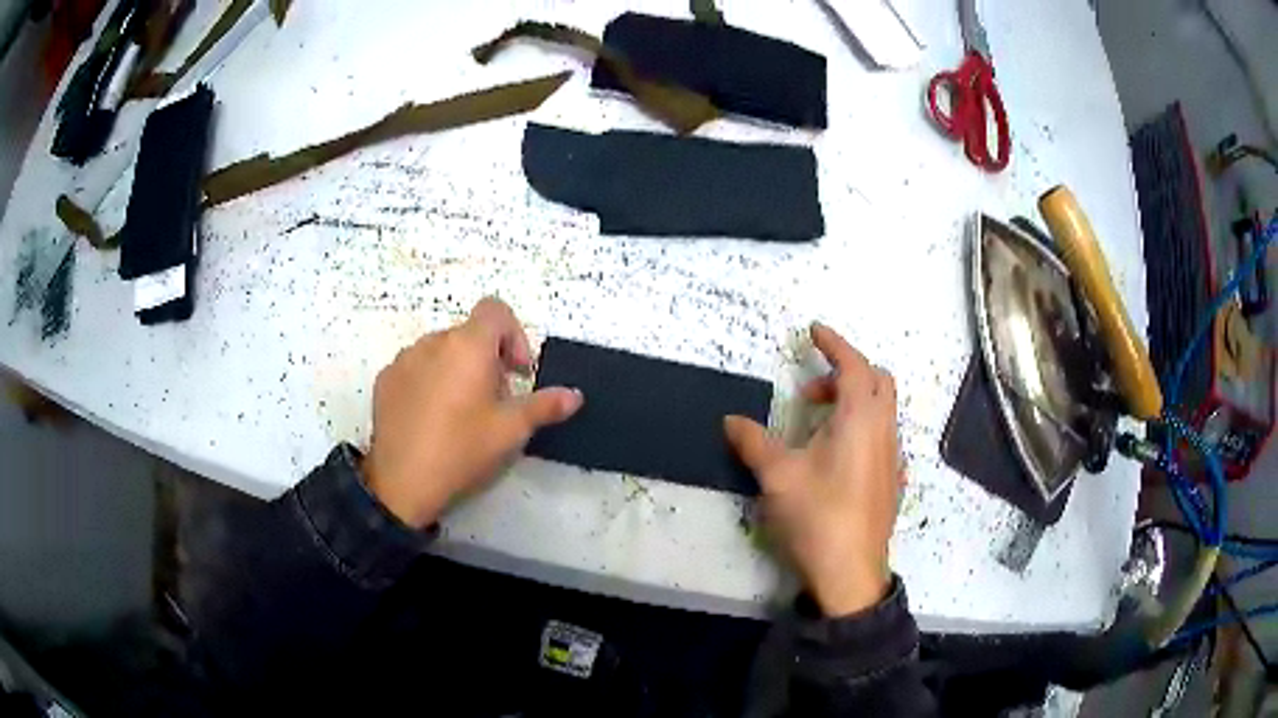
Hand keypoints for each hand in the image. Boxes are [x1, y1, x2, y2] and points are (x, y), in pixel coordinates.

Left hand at [363, 298, 582, 527]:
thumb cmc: (463, 450)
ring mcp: (403, 360)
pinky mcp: (384, 380)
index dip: (514, 335)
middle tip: (494, 401)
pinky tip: (431, 419)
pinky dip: (429, 381)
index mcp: (468, 346)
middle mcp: (433, 342)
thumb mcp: (511, 431)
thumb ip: (545, 406)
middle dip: (488, 359)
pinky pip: (415, 368)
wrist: (402, 483)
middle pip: (469, 334)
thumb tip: (575, 395)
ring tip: (460, 412)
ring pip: (441, 351)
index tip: (517, 373)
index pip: (495, 310)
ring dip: (457, 369)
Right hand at [725, 324, 903, 617]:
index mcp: (860, 420)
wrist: (851, 573)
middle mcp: (884, 431)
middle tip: (810, 392)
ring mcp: (893, 457)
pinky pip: (882, 434)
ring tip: (816, 426)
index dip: (834, 344)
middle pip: (878, 381)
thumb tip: (730, 420)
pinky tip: (836, 457)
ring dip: (853, 401)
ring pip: (882, 409)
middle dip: (846, 372)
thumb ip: (754, 442)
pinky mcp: (892, 479)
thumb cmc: (817, 517)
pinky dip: (861, 426)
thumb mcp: (778, 477)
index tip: (813, 331)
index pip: (854, 365)